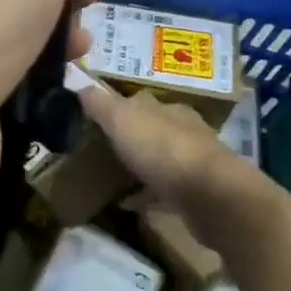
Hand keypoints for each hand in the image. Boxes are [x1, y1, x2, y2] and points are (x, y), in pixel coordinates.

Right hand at [78, 80, 290, 271]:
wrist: (209, 196)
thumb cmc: (162, 149)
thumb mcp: (122, 119)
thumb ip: (100, 104)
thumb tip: (81, 86)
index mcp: (169, 109)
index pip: (141, 102)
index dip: (118, 108)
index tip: (96, 119)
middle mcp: (186, 131)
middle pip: (154, 129)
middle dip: (132, 137)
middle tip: (103, 148)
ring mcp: (194, 163)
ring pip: (162, 159)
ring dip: (141, 166)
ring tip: (113, 177)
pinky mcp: (197, 194)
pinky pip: (165, 191)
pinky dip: (147, 195)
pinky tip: (129, 204)